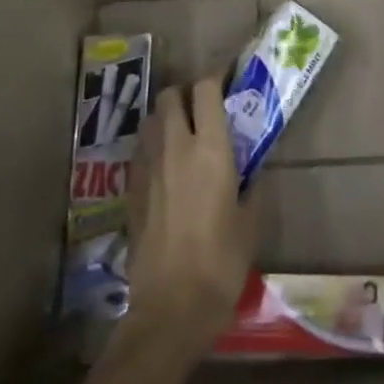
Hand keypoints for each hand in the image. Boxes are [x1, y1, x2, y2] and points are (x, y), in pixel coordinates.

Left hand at [122, 78, 257, 355]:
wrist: (171, 306)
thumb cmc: (222, 261)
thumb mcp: (251, 221)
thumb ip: (253, 186)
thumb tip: (253, 170)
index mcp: (210, 149)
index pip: (205, 90)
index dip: (216, 77)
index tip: (229, 79)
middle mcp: (174, 148)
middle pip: (170, 96)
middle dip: (186, 93)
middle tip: (204, 107)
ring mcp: (147, 168)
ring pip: (150, 120)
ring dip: (166, 116)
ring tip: (183, 132)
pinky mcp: (130, 191)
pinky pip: (139, 151)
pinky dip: (152, 145)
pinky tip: (166, 165)